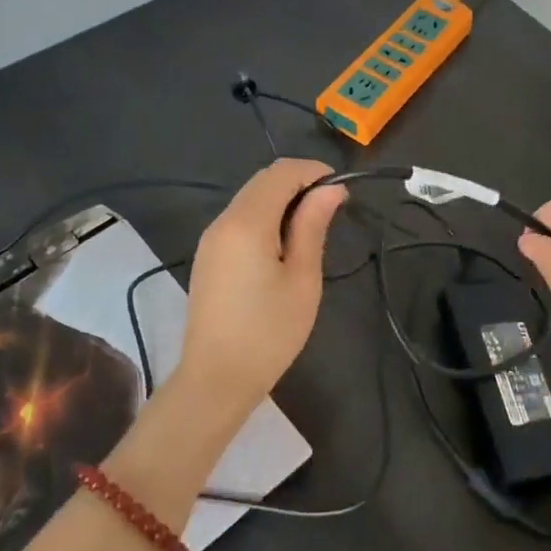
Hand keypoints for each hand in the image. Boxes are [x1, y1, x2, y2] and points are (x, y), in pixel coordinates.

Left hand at [174, 159, 345, 412]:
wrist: (216, 379)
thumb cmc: (269, 332)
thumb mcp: (302, 279)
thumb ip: (313, 226)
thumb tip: (331, 189)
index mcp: (247, 223)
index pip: (281, 172)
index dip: (314, 172)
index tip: (341, 191)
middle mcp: (223, 221)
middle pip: (263, 180)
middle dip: (299, 183)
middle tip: (331, 210)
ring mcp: (211, 238)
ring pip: (250, 198)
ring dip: (282, 200)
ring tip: (312, 228)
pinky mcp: (208, 256)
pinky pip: (239, 219)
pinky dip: (265, 216)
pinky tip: (284, 244)